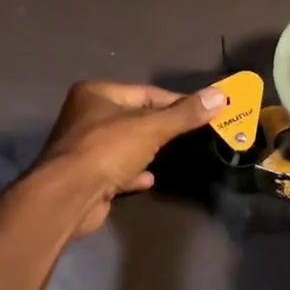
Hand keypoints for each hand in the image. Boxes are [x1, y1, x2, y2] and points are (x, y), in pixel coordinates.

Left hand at [33, 80, 225, 237]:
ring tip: (173, 154)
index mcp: (96, 94)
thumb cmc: (107, 150)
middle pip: (134, 118)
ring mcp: (83, 148)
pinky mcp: (85, 176)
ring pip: (125, 144)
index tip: (203, 110)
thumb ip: (186, 114)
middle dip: (161, 127)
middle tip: (191, 134)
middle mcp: (85, 116)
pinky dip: (133, 172)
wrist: (69, 197)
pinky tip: (149, 179)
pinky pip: (116, 169)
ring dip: (146, 150)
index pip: (146, 93)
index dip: (176, 102)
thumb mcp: (152, 128)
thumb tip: (221, 95)